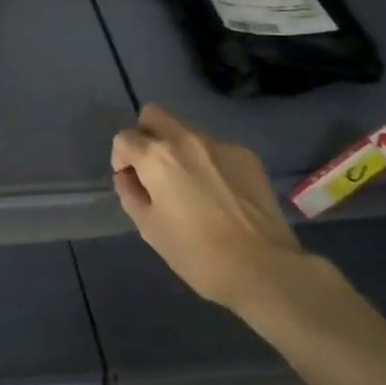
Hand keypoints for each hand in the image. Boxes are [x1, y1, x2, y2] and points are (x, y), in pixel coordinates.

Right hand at [111, 104, 314, 319]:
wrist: (264, 269)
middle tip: (153, 171)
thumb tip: (128, 177)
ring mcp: (220, 145)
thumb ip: (130, 194)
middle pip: (153, 115)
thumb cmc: (198, 254)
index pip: (124, 138)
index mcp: (157, 157)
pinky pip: (216, 149)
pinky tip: (220, 194)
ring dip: (179, 150)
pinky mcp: (247, 156)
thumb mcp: (150, 229)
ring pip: (186, 132)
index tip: (132, 183)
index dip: (121, 160)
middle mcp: (186, 139)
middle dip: (146, 136)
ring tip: (192, 187)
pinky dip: (209, 163)